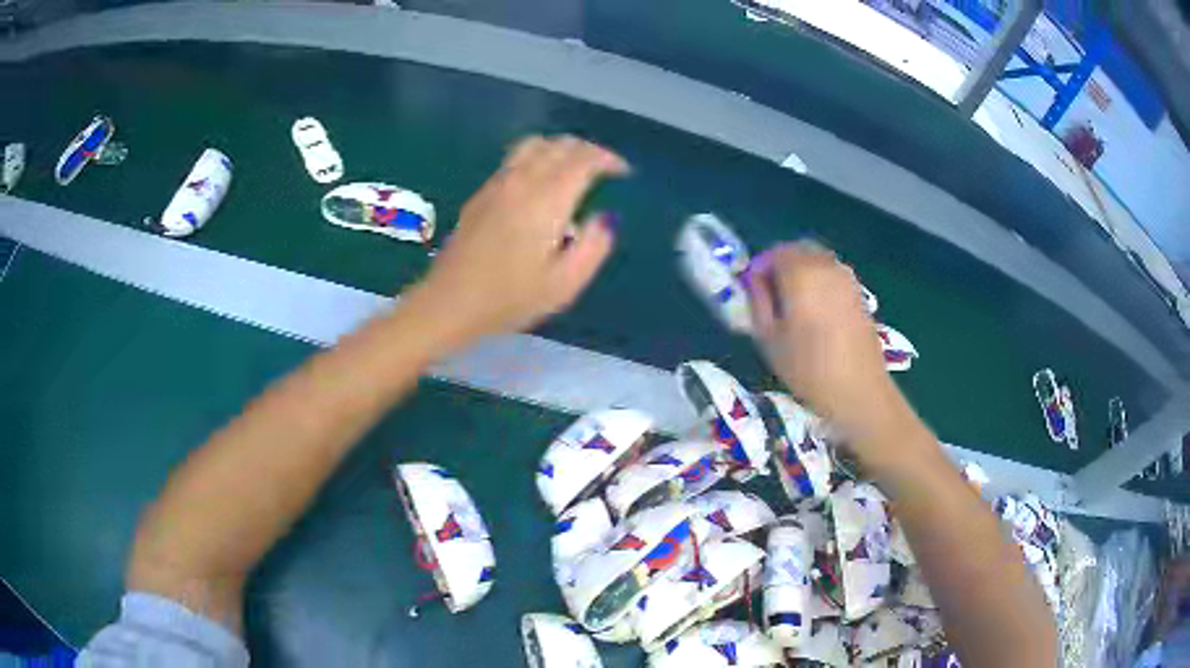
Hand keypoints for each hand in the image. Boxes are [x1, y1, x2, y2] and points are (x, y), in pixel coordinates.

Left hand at [412, 136, 628, 343]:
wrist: (450, 302)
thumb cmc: (510, 299)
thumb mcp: (565, 284)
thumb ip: (594, 247)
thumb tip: (604, 219)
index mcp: (547, 200)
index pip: (583, 159)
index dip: (608, 159)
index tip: (623, 172)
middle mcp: (522, 180)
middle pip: (560, 144)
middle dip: (588, 150)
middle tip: (603, 169)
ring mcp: (498, 183)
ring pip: (535, 144)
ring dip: (561, 148)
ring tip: (573, 169)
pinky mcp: (482, 192)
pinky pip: (516, 158)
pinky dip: (538, 156)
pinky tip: (541, 181)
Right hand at [747, 242, 907, 446]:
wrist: (858, 391)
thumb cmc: (807, 368)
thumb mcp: (768, 338)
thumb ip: (758, 302)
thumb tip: (755, 283)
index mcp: (801, 273)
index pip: (773, 253)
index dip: (759, 268)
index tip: (752, 291)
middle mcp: (826, 266)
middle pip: (798, 251)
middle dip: (780, 266)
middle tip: (770, 295)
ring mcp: (846, 279)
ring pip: (817, 261)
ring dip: (801, 272)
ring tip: (793, 305)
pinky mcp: (859, 294)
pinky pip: (833, 275)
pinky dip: (820, 282)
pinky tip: (816, 313)